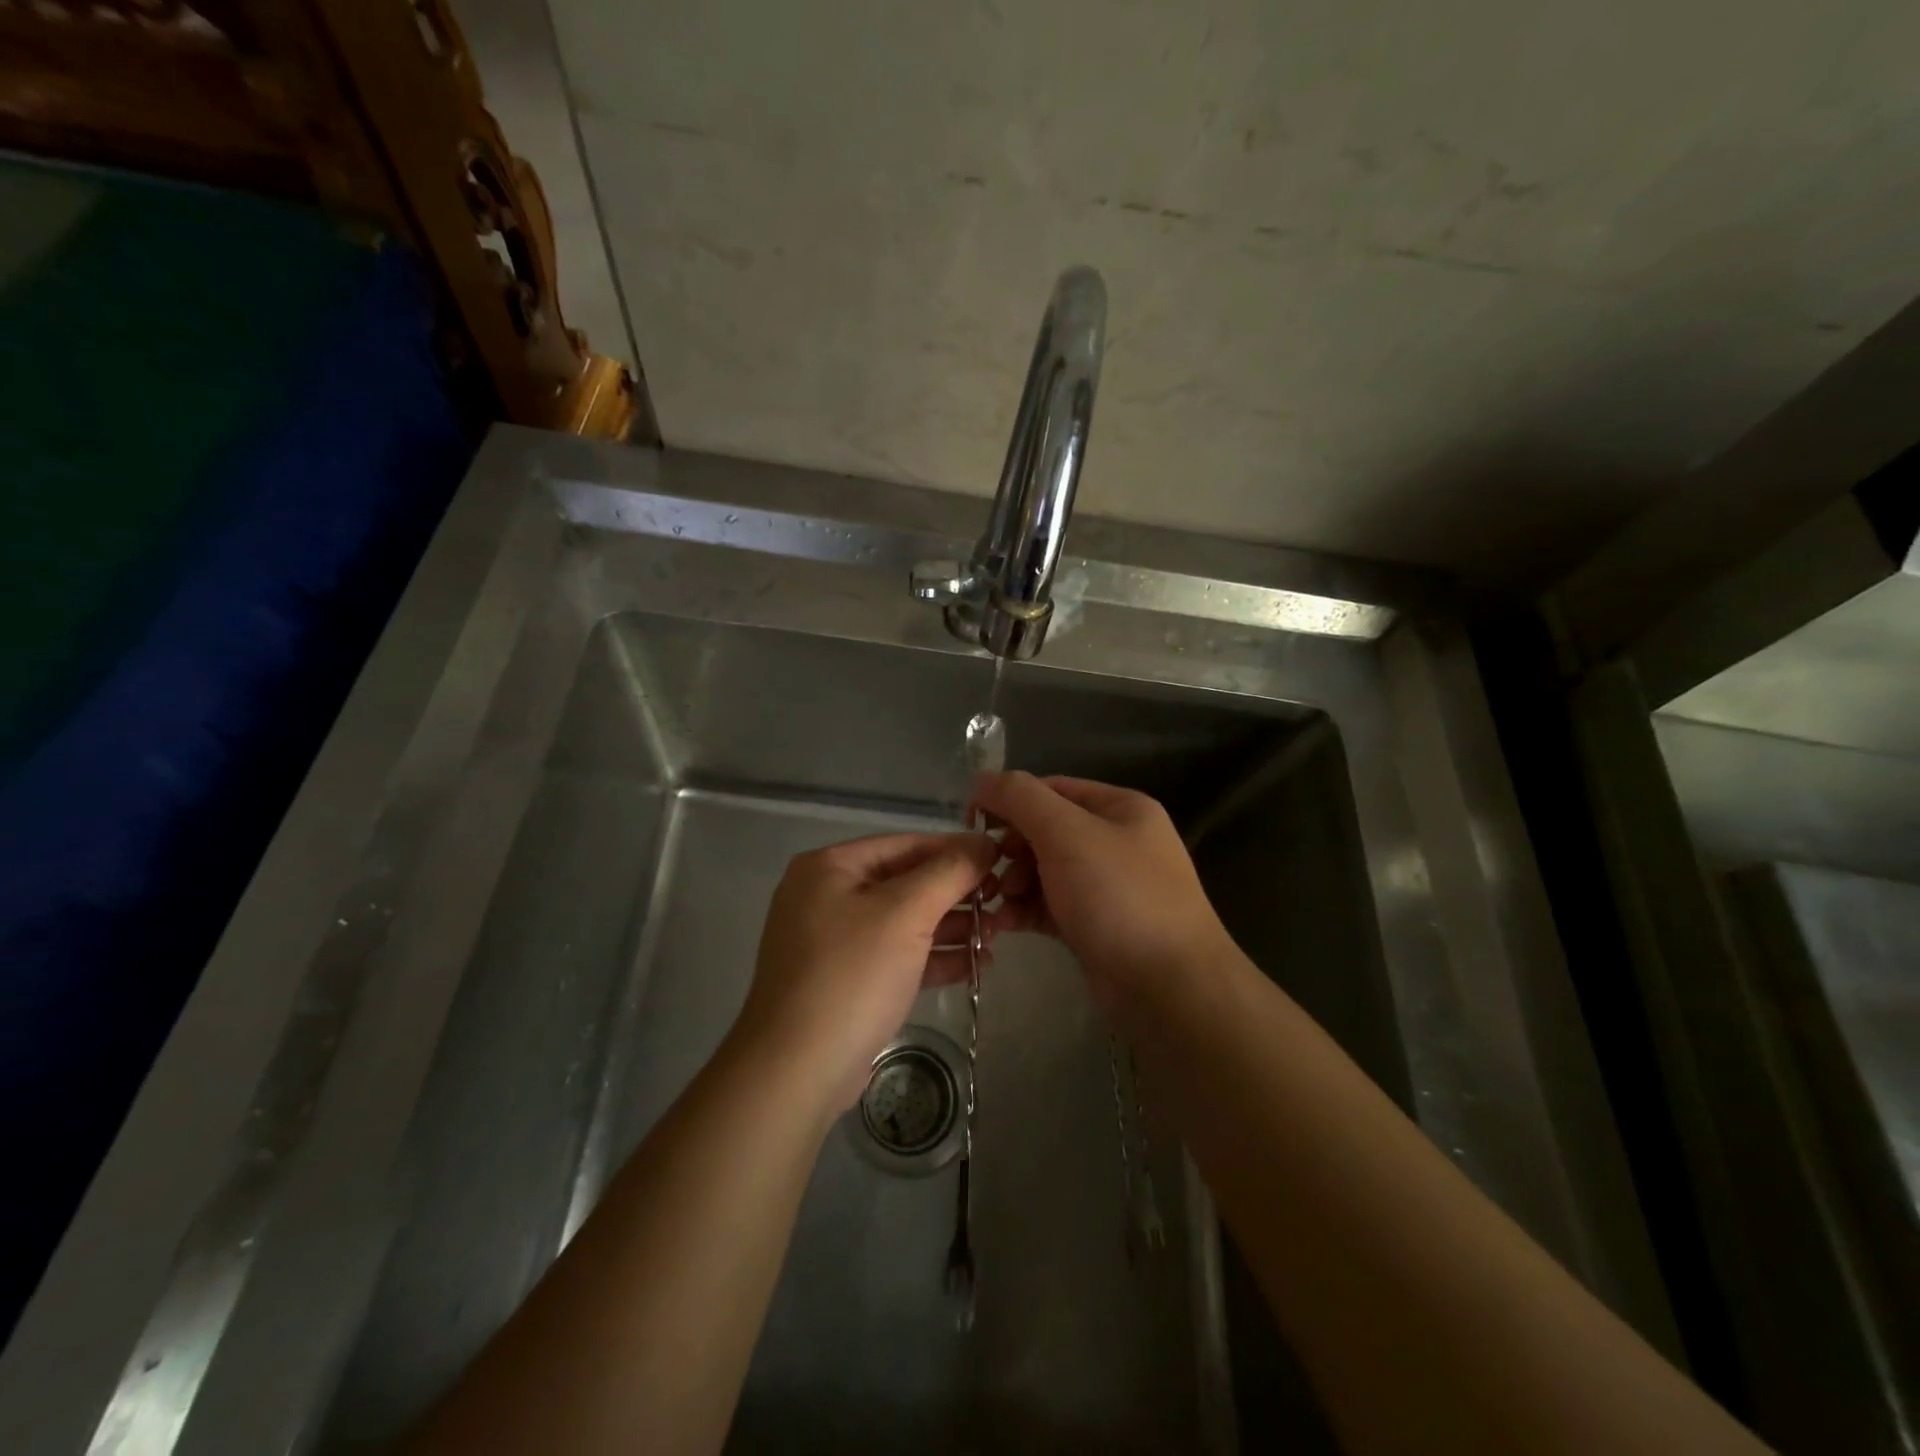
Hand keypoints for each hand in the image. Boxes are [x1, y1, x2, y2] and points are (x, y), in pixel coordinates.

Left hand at [735, 832, 997, 1110]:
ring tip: (998, 934)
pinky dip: (932, 957)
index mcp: (830, 867)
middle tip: (1004, 902)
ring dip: (951, 926)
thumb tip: (985, 842)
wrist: (796, 1071)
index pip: (905, 844)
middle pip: (906, 882)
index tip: (1002, 860)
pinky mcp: (846, 981)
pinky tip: (976, 964)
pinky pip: (896, 956)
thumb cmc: (852, 975)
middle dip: (956, 894)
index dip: (956, 850)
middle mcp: (827, 896)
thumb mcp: (905, 913)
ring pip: (904, 922)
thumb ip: (949, 872)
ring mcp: (834, 941)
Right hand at [971, 772, 1233, 1012]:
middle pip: (1045, 831)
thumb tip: (981, 779)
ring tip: (997, 902)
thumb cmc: (1119, 897)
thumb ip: (1021, 799)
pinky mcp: (1094, 925)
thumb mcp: (1067, 834)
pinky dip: (1024, 910)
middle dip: (1011, 849)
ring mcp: (1107, 886)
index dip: (1008, 801)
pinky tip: (1002, 924)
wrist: (1169, 988)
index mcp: (1120, 808)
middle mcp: (1116, 841)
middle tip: (989, 872)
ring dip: (1012, 882)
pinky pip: (1049, 905)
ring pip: (1043, 871)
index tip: (971, 823)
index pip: (1051, 789)